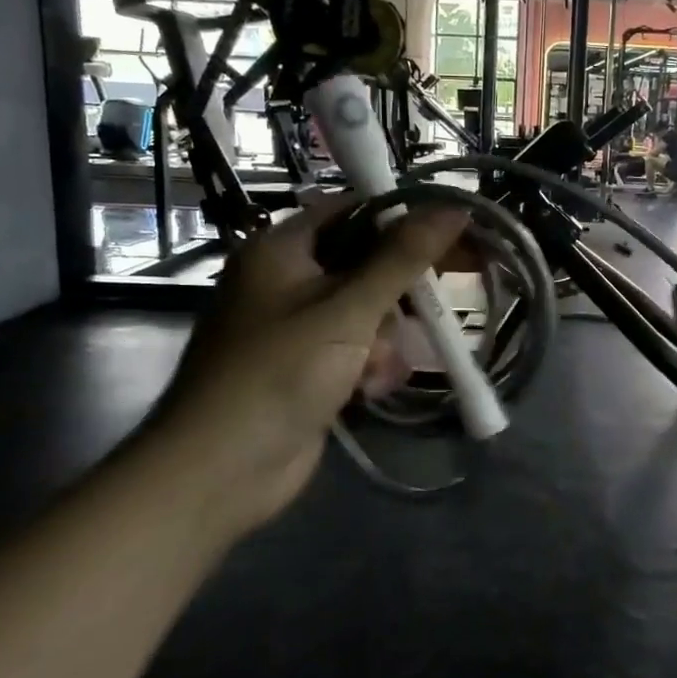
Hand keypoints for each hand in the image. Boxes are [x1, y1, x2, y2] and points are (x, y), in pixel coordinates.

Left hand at [149, 195, 465, 524]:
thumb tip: (455, 206)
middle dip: (400, 291)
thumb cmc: (279, 372)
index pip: (354, 210)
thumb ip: (403, 257)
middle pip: (365, 264)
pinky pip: (357, 350)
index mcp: (282, 249)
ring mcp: (297, 328)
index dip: (405, 216)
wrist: (220, 470)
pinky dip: (370, 367)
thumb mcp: (347, 308)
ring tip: (379, 367)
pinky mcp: (308, 369)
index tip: (456, 230)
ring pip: (368, 313)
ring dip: (385, 339)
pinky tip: (370, 391)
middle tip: (445, 297)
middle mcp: (287, 281)